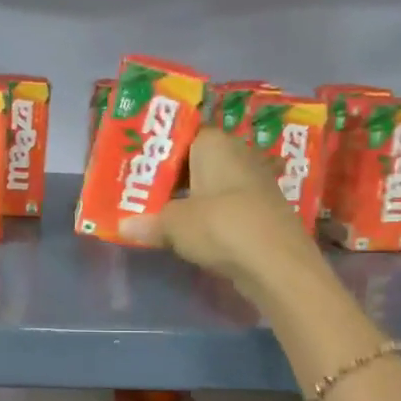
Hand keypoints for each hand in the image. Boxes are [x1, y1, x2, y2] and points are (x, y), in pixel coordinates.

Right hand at [119, 127, 322, 295]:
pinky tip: (192, 233)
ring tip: (159, 214)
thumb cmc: (220, 226)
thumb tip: (123, 226)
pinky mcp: (264, 212)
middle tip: (141, 193)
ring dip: (190, 199)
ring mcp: (255, 183)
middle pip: (196, 161)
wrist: (277, 264)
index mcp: (215, 143)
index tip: (137, 168)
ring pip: (213, 185)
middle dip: (172, 177)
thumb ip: (148, 221)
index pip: (182, 135)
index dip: (158, 152)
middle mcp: (238, 154)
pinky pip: (227, 207)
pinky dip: (210, 216)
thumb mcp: (173, 224)